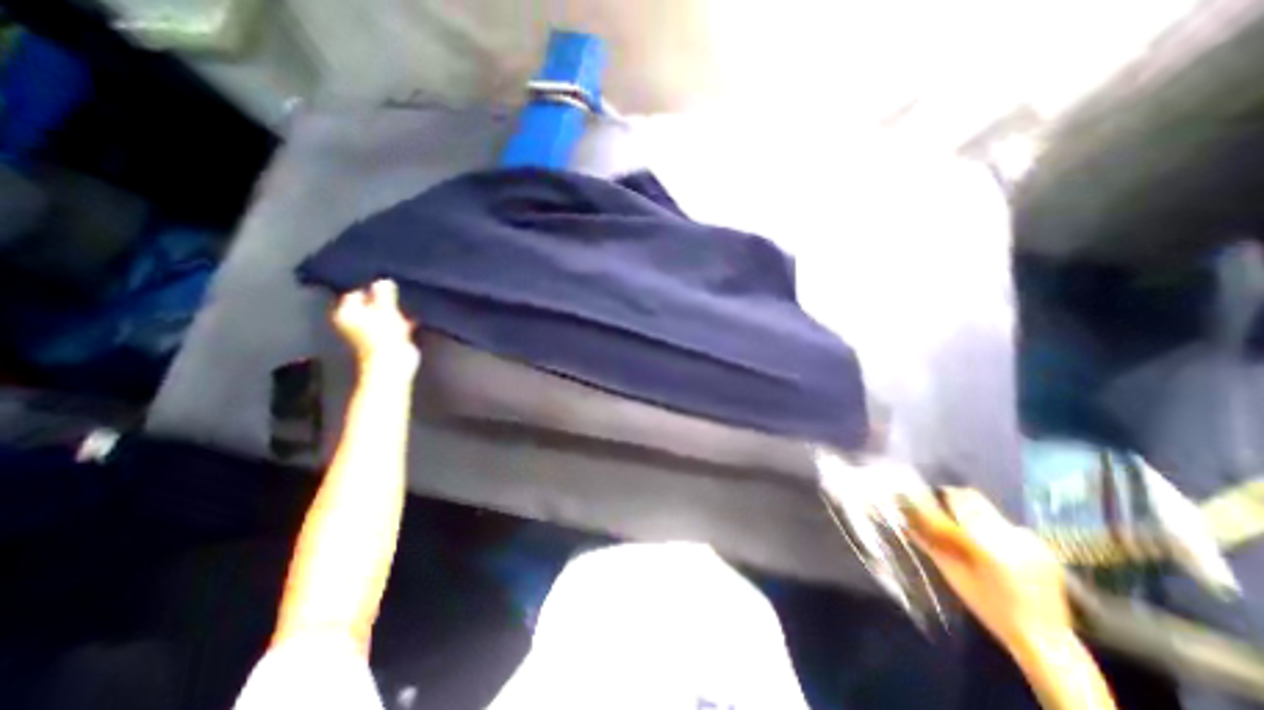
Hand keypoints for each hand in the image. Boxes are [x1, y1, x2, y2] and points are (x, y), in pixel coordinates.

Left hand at [329, 279, 418, 372]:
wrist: (393, 362)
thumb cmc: (383, 335)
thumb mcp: (385, 310)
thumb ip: (384, 294)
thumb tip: (384, 280)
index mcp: (347, 314)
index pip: (356, 294)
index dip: (371, 288)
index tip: (387, 285)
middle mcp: (355, 323)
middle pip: (369, 305)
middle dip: (383, 300)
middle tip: (398, 293)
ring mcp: (371, 333)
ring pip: (382, 316)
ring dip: (394, 311)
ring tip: (407, 304)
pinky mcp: (386, 341)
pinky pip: (393, 326)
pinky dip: (401, 322)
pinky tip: (412, 318)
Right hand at [905, 489, 1070, 649]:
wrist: (1045, 639)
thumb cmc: (988, 607)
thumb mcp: (952, 573)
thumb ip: (929, 542)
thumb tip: (905, 520)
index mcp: (986, 542)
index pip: (958, 499)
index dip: (939, 494)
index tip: (925, 497)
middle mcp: (1011, 534)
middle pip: (975, 500)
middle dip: (956, 502)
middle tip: (942, 512)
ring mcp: (1030, 539)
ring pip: (990, 511)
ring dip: (974, 517)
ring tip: (967, 534)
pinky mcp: (1042, 546)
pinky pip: (1008, 526)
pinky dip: (994, 530)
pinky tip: (992, 548)